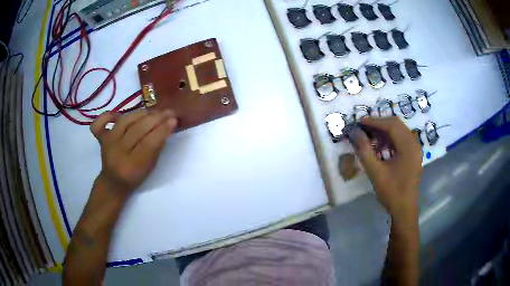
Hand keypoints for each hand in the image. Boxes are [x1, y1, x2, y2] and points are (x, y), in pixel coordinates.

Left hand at [90, 109, 177, 195]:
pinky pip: (100, 123)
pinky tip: (118, 114)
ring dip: (141, 113)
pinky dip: (108, 115)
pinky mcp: (101, 138)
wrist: (113, 182)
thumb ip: (157, 147)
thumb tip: (167, 125)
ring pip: (125, 121)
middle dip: (156, 118)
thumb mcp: (150, 167)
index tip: (174, 120)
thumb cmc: (135, 177)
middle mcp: (117, 153)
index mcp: (132, 166)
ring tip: (153, 111)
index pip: (149, 143)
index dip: (162, 130)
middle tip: (168, 112)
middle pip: (138, 129)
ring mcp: (107, 143)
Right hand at [347, 117, 421, 217]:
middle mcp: (414, 143)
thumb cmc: (391, 192)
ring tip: (369, 136)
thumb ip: (364, 151)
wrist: (404, 209)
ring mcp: (415, 149)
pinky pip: (401, 139)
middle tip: (363, 128)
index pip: (391, 125)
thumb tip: (355, 133)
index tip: (359, 122)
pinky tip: (379, 146)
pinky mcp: (413, 154)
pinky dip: (390, 139)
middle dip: (379, 124)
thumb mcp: (375, 172)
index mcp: (408, 146)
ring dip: (384, 131)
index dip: (374, 121)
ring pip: (399, 131)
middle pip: (396, 125)